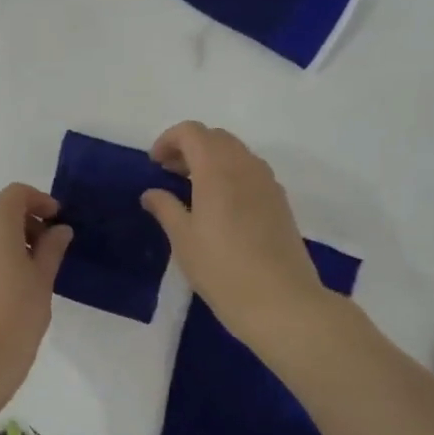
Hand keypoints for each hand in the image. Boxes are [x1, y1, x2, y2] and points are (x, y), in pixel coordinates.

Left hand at [0, 183, 73, 419]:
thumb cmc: (14, 316)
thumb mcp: (43, 280)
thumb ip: (52, 248)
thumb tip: (59, 230)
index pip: (17, 193)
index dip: (40, 201)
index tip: (58, 221)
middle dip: (24, 220)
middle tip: (48, 246)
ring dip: (6, 237)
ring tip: (29, 268)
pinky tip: (5, 284)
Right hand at [141, 122, 332, 362]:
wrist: (282, 302)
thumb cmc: (223, 269)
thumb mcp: (183, 240)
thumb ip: (165, 208)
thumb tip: (151, 193)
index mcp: (217, 169)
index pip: (192, 132)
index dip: (169, 140)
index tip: (154, 164)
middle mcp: (245, 166)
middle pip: (215, 137)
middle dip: (189, 147)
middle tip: (169, 173)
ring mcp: (267, 182)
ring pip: (236, 152)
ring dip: (211, 158)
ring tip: (192, 188)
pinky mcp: (280, 201)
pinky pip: (251, 171)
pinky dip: (230, 173)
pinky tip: (220, 205)